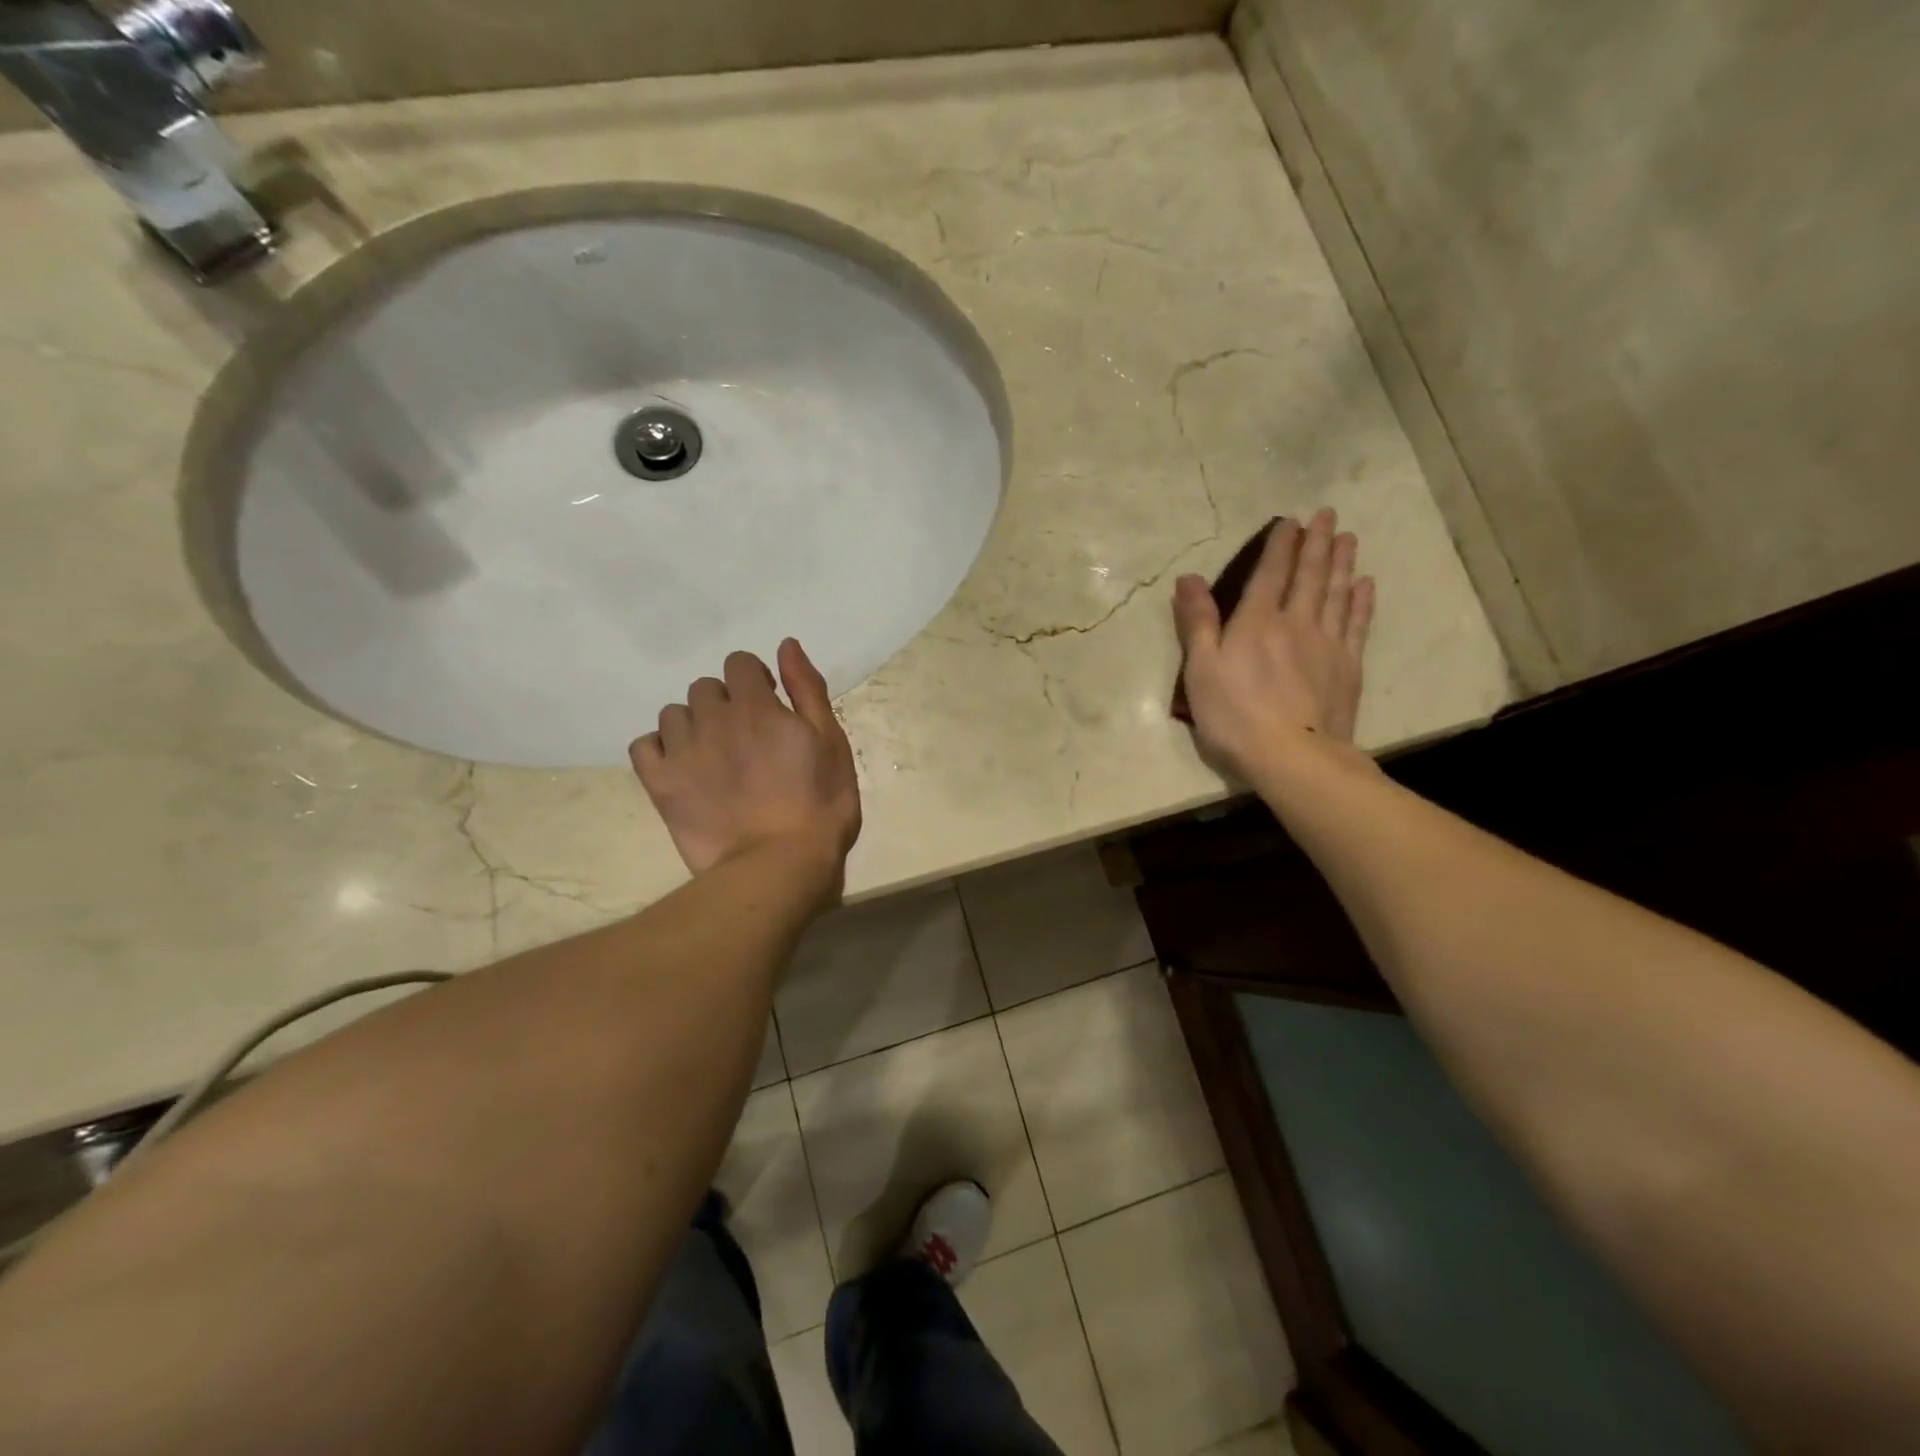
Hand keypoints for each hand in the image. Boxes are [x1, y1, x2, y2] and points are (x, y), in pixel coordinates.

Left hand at [630, 639, 862, 893]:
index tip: (769, 705)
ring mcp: (682, 752)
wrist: (779, 865)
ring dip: (693, 725)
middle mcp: (713, 720)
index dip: (755, 680)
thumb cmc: (820, 805)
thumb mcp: (832, 743)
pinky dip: (660, 750)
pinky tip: (682, 768)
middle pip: (705, 688)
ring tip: (714, 756)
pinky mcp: (661, 785)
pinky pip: (644, 746)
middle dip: (724, 703)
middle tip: (745, 738)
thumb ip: (807, 690)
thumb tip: (786, 645)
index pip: (739, 663)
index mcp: (756, 706)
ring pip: (673, 714)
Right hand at [1172, 509, 1375, 780]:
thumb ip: (1197, 622)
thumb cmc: (1234, 715)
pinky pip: (1357, 624)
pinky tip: (1364, 586)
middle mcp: (1296, 622)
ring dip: (1343, 564)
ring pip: (1337, 594)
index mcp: (1256, 621)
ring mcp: (1327, 644)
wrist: (1292, 756)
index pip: (1271, 573)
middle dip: (1318, 543)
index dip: (1281, 545)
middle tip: (1329, 515)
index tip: (1292, 520)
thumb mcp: (1201, 669)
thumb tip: (1188, 578)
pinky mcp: (1347, 668)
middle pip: (1310, 575)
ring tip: (1349, 539)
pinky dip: (1361, 602)